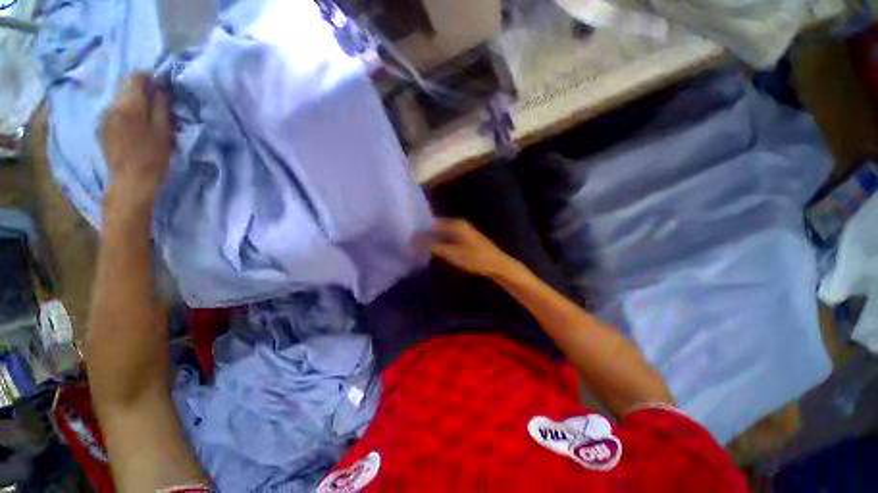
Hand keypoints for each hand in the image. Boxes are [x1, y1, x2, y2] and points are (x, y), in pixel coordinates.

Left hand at [99, 72, 172, 213]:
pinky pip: (114, 113)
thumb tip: (160, 88)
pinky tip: (133, 130)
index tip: (162, 89)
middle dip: (142, 93)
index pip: (136, 76)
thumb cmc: (153, 157)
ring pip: (120, 100)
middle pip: (126, 87)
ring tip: (146, 121)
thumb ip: (161, 106)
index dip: (150, 78)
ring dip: (133, 105)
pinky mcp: (100, 128)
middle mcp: (111, 105)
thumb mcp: (164, 130)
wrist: (130, 181)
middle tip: (157, 108)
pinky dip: (125, 115)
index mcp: (128, 104)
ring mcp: (103, 117)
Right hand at [423, 219, 524, 279]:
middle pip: (438, 227)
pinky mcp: (467, 238)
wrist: (497, 264)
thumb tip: (414, 239)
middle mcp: (459, 224)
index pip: (432, 223)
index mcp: (455, 224)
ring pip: (443, 233)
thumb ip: (432, 245)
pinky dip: (442, 242)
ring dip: (434, 239)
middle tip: (414, 244)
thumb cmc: (474, 258)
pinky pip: (450, 237)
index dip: (421, 230)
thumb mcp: (451, 253)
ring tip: (422, 248)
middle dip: (427, 235)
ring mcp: (464, 230)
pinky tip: (437, 250)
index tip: (410, 238)